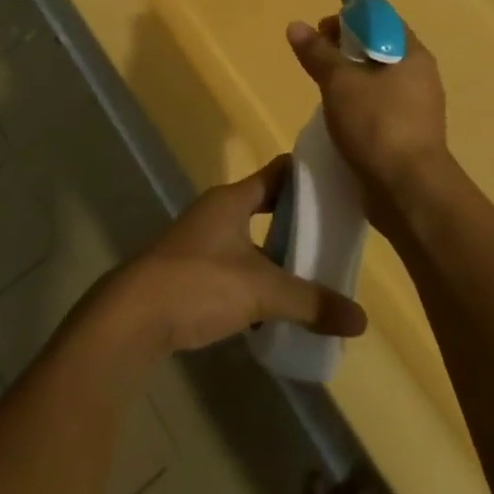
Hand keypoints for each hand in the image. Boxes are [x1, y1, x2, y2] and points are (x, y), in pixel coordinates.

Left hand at [101, 156, 367, 356]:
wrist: (133, 317)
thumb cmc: (199, 283)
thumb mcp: (261, 291)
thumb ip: (310, 302)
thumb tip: (360, 320)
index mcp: (232, 199)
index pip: (276, 173)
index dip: (306, 176)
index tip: (337, 184)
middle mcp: (216, 213)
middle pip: (265, 208)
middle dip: (296, 222)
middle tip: (334, 236)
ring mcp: (201, 242)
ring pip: (250, 241)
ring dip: (276, 255)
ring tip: (313, 273)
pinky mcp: (191, 273)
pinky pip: (235, 269)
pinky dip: (256, 282)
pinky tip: (276, 307)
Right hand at [285, 16, 451, 226]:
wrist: (409, 192)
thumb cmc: (377, 124)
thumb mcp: (339, 82)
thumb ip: (318, 53)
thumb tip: (296, 26)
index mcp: (412, 54)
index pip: (380, 20)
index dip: (350, 16)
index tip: (322, 28)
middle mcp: (419, 76)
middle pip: (378, 48)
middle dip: (345, 48)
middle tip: (315, 56)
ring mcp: (417, 108)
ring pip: (377, 79)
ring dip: (350, 78)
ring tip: (322, 86)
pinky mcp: (408, 135)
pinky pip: (379, 107)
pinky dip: (358, 104)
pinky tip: (337, 115)